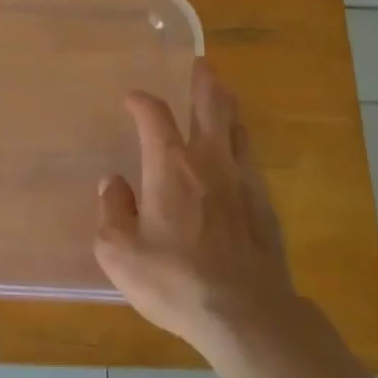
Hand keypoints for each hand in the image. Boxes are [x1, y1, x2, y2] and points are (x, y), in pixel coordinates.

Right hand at [94, 59, 299, 354]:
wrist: (246, 314)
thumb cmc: (174, 280)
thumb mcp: (120, 253)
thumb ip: (111, 212)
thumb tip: (113, 184)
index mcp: (170, 166)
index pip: (154, 115)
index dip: (141, 101)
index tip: (132, 98)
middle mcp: (209, 161)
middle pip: (211, 105)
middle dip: (204, 81)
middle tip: (201, 64)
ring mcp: (243, 180)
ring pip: (238, 128)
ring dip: (228, 107)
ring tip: (223, 96)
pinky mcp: (265, 205)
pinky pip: (251, 159)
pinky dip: (240, 143)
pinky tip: (237, 153)